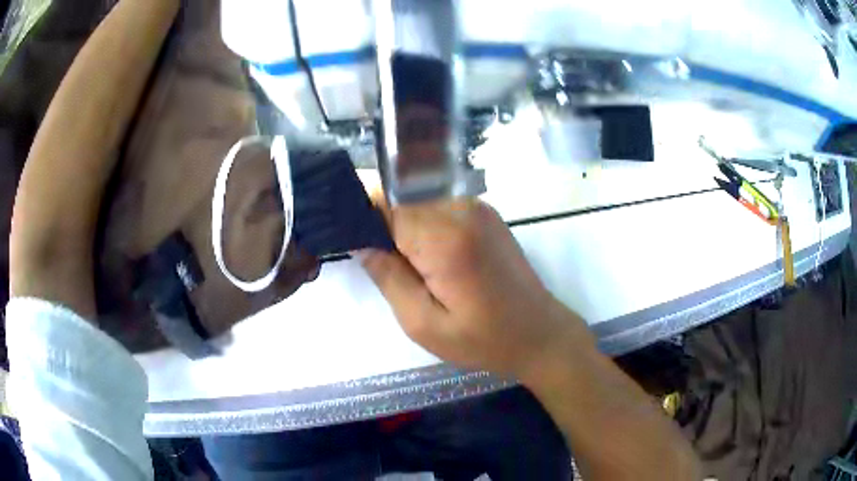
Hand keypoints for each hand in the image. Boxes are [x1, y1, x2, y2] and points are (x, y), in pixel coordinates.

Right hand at [360, 198, 593, 378]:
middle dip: (380, 221)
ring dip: (401, 223)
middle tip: (379, 261)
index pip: (383, 203)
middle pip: (399, 196)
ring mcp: (476, 206)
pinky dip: (422, 223)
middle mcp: (461, 209)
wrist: (539, 333)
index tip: (350, 240)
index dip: (362, 219)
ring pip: (417, 198)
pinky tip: (427, 256)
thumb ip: (388, 277)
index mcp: (445, 238)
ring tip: (405, 264)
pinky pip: (437, 205)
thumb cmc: (483, 339)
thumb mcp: (423, 324)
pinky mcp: (484, 212)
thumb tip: (361, 243)